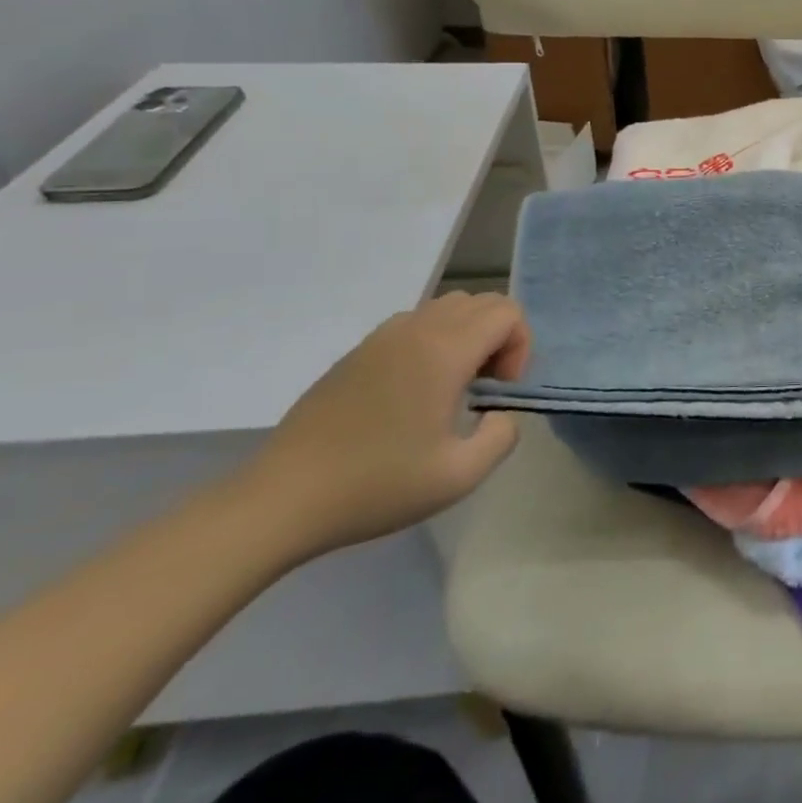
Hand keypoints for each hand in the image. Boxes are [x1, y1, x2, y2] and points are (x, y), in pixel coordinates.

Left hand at [237, 292, 527, 554]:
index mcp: (444, 351)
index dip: (520, 346)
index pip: (507, 312)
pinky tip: (415, 392)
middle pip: (481, 301)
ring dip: (467, 335)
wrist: (281, 501)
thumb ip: (503, 435)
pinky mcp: (356, 353)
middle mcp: (416, 330)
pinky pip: (414, 324)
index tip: (500, 391)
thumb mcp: (460, 475)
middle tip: (484, 387)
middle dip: (498, 337)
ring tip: (453, 386)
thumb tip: (500, 413)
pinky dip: (434, 341)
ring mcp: (381, 338)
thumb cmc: (376, 485)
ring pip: (446, 307)